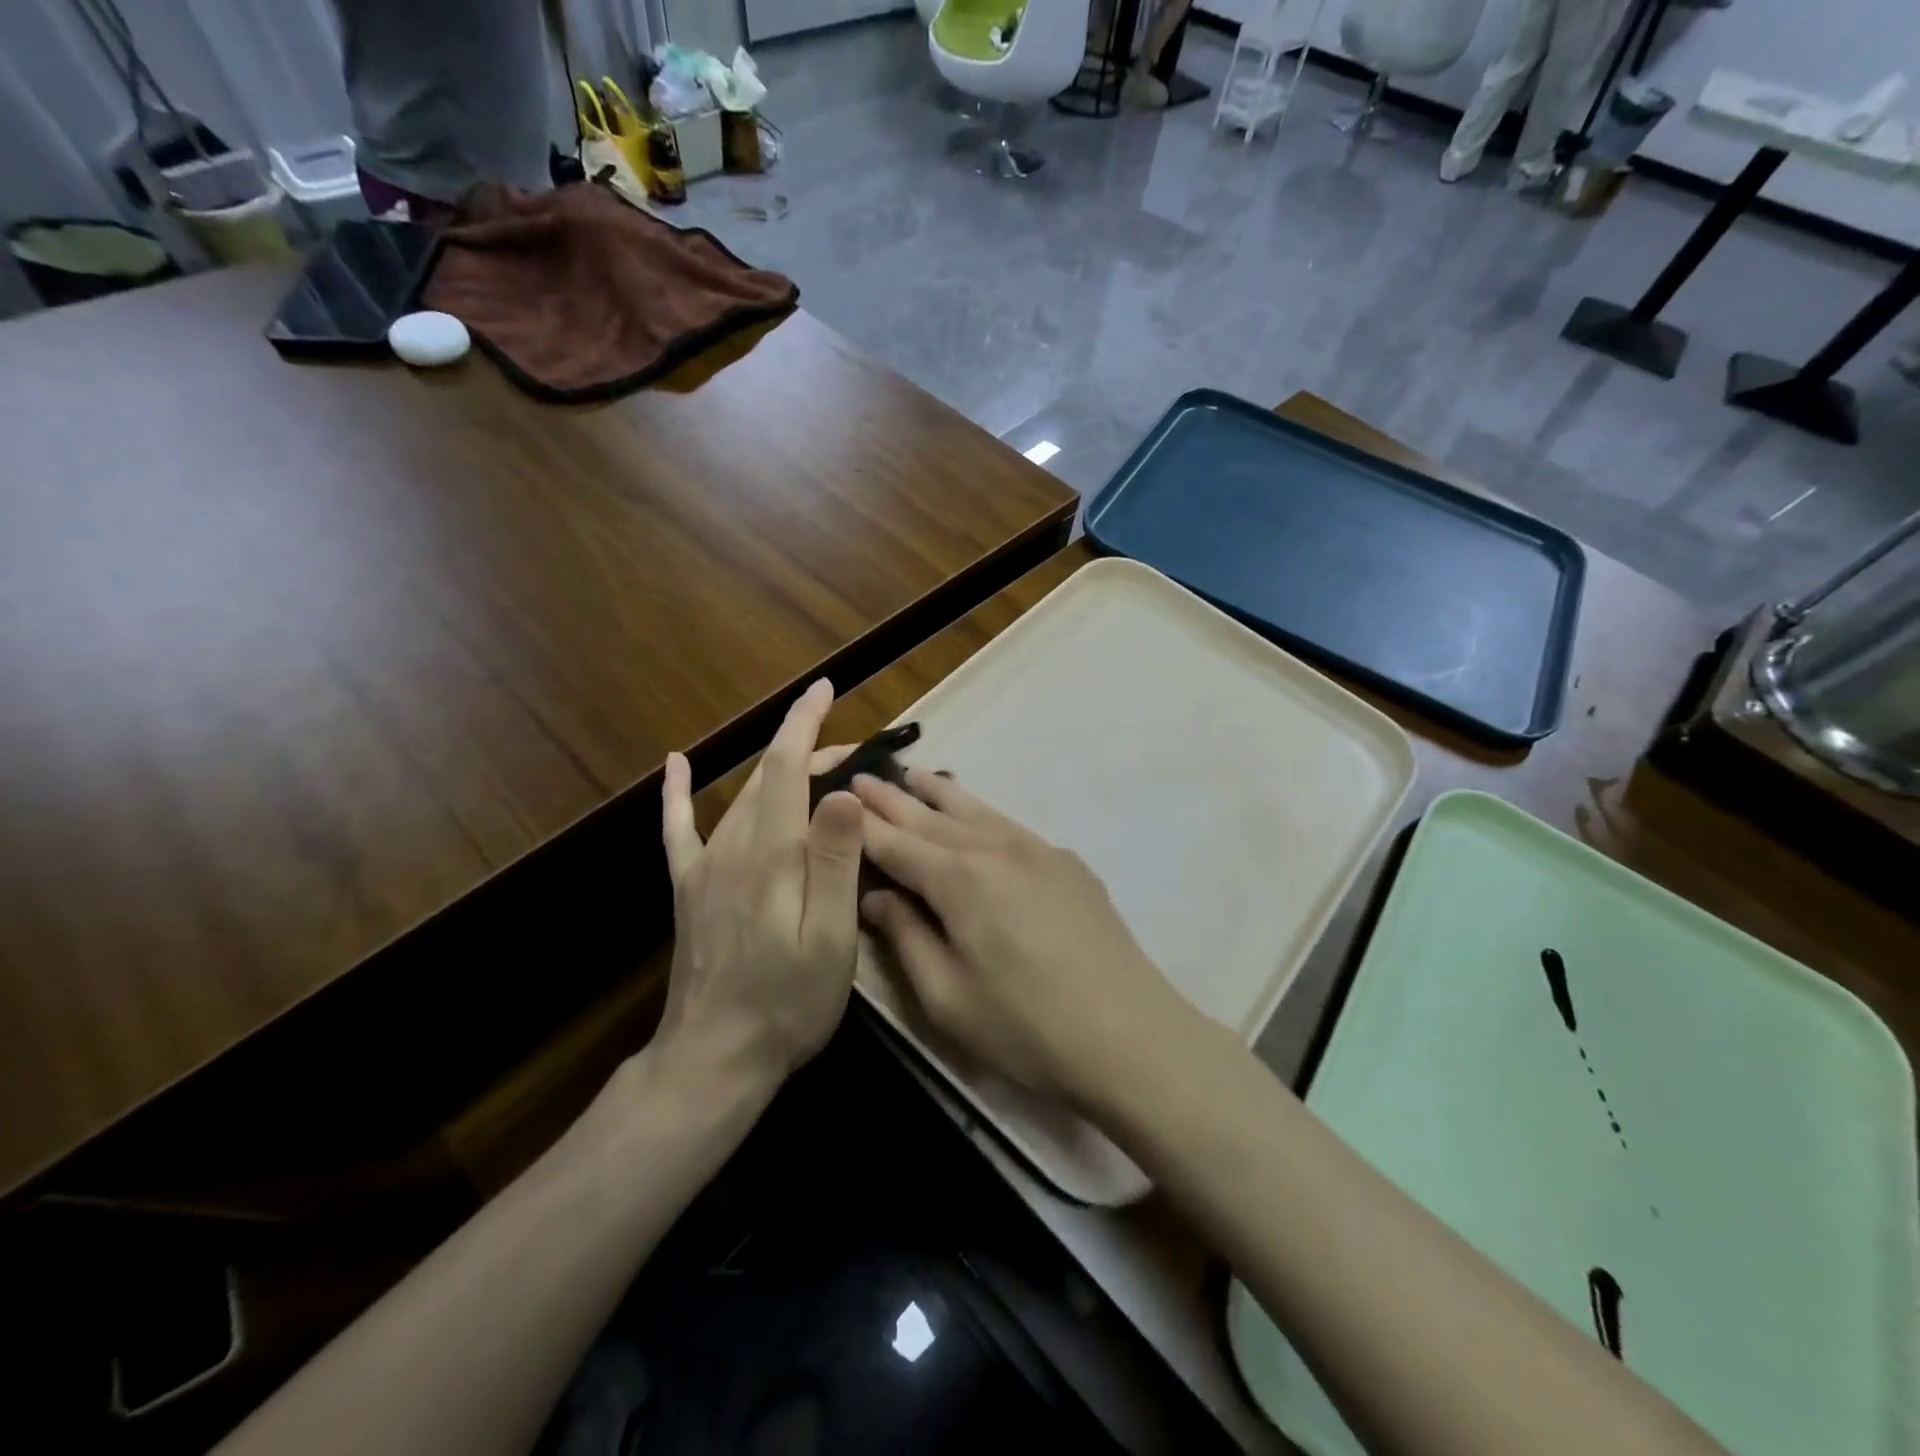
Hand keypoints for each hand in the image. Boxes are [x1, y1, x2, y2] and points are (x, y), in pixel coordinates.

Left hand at [656, 680, 864, 1095]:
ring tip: (815, 763)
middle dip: (809, 751)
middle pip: (769, 777)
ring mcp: (705, 867)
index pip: (787, 766)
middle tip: (853, 754)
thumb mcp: (831, 937)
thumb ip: (836, 861)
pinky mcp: (689, 888)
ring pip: (742, 796)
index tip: (825, 688)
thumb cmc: (788, 1002)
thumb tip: (844, 791)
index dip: (806, 723)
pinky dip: (676, 793)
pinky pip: (679, 829)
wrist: (714, 1058)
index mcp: (772, 853)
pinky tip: (674, 764)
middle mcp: (733, 846)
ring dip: (777, 770)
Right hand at [853, 768, 1187, 1107]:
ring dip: (939, 792)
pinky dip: (980, 810)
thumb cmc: (1025, 1027)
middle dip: (893, 798)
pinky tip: (975, 814)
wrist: (1130, 1034)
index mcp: (958, 879)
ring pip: (975, 809)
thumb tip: (875, 896)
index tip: (836, 799)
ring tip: (913, 774)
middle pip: (932, 817)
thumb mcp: (947, 996)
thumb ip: (906, 937)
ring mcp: (1037, 850)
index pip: (896, 843)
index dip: (863, 824)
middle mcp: (995, 848)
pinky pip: (1009, 823)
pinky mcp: (1066, 863)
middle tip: (862, 775)